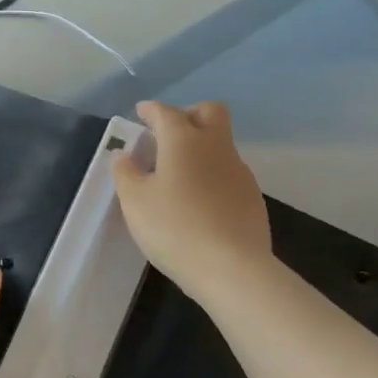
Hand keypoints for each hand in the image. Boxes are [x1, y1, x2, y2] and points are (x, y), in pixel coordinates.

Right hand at [111, 101, 274, 301]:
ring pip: (221, 143)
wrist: (232, 268)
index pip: (166, 112)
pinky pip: (229, 172)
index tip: (141, 113)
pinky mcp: (252, 197)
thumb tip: (125, 155)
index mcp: (183, 140)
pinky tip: (199, 200)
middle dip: (188, 114)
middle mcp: (215, 146)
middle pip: (210, 112)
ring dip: (201, 147)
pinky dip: (212, 174)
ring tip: (179, 174)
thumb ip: (126, 172)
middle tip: (168, 134)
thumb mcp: (135, 201)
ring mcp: (239, 171)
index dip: (151, 110)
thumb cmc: (174, 227)